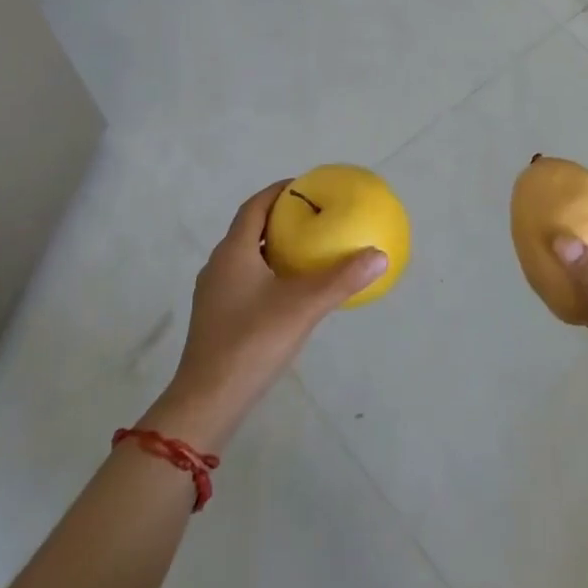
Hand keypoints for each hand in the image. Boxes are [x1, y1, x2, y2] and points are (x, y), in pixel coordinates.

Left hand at [148, 182, 386, 449]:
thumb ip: (342, 280)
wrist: (208, 401)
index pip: (254, 206)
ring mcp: (214, 294)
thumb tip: (379, 255)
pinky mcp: (216, 318)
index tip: (305, 186)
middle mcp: (219, 266)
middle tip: (313, 217)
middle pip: (249, 230)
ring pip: (246, 257)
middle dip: (279, 219)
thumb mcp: (303, 307)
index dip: (278, 192)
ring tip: (307, 251)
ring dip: (273, 248)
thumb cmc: (252, 342)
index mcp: (233, 252)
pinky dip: (268, 273)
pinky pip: (245, 280)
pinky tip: (291, 293)